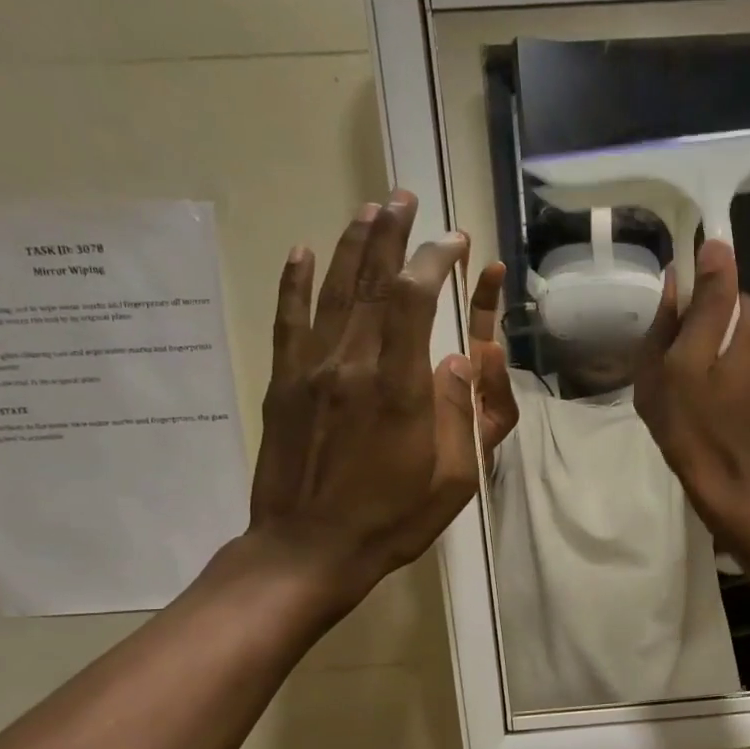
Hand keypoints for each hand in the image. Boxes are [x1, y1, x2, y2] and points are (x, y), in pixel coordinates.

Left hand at [245, 192, 518, 600]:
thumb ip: (465, 414)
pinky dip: (295, 281)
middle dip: (393, 234)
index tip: (455, 244)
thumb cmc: (393, 520)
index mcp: (400, 387)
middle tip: (405, 198)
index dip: (435, 260)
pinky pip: (289, 320)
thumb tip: (464, 358)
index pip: (414, 299)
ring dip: (352, 244)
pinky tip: (301, 250)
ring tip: (370, 208)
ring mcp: (311, 370)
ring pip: (332, 290)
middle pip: (372, 281)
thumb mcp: (455, 478)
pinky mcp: (284, 384)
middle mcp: (352, 363)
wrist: (308, 550)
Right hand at [634, 240, 749, 544]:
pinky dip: (741, 387)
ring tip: (703, 408)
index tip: (673, 355)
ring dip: (723, 367)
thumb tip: (712, 249)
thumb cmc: (699, 435)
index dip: (690, 321)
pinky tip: (726, 418)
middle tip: (682, 388)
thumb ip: (699, 305)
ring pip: (747, 349)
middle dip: (707, 344)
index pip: (720, 294)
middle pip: (735, 321)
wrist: (743, 501)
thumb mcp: (679, 367)